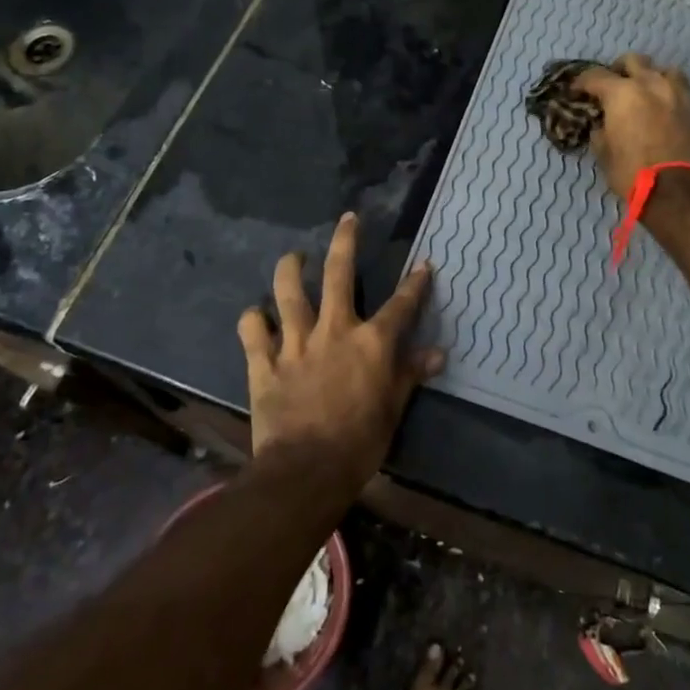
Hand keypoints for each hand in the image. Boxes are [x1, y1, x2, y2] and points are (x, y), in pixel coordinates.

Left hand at [238, 213, 443, 492]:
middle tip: (348, 219)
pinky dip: (253, 319)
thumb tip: (437, 354)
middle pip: (339, 273)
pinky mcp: (264, 361)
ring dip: (291, 268)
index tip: (423, 265)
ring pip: (288, 291)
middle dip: (346, 241)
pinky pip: (252, 330)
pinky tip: (256, 316)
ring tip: (295, 257)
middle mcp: (334, 330)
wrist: (306, 470)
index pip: (400, 305)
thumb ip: (410, 374)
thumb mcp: (393, 409)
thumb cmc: (359, 442)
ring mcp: (295, 342)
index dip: (415, 283)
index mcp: (370, 342)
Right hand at [572, 54, 689, 199]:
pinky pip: (680, 91)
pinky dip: (668, 95)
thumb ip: (601, 132)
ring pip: (663, 70)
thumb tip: (602, 126)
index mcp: (622, 93)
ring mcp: (678, 94)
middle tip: (611, 86)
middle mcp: (651, 84)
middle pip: (633, 61)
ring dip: (650, 77)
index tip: (576, 92)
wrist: (681, 191)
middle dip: (619, 70)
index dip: (581, 83)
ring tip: (644, 93)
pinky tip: (662, 111)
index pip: (595, 76)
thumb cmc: (633, 172)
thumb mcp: (605, 154)